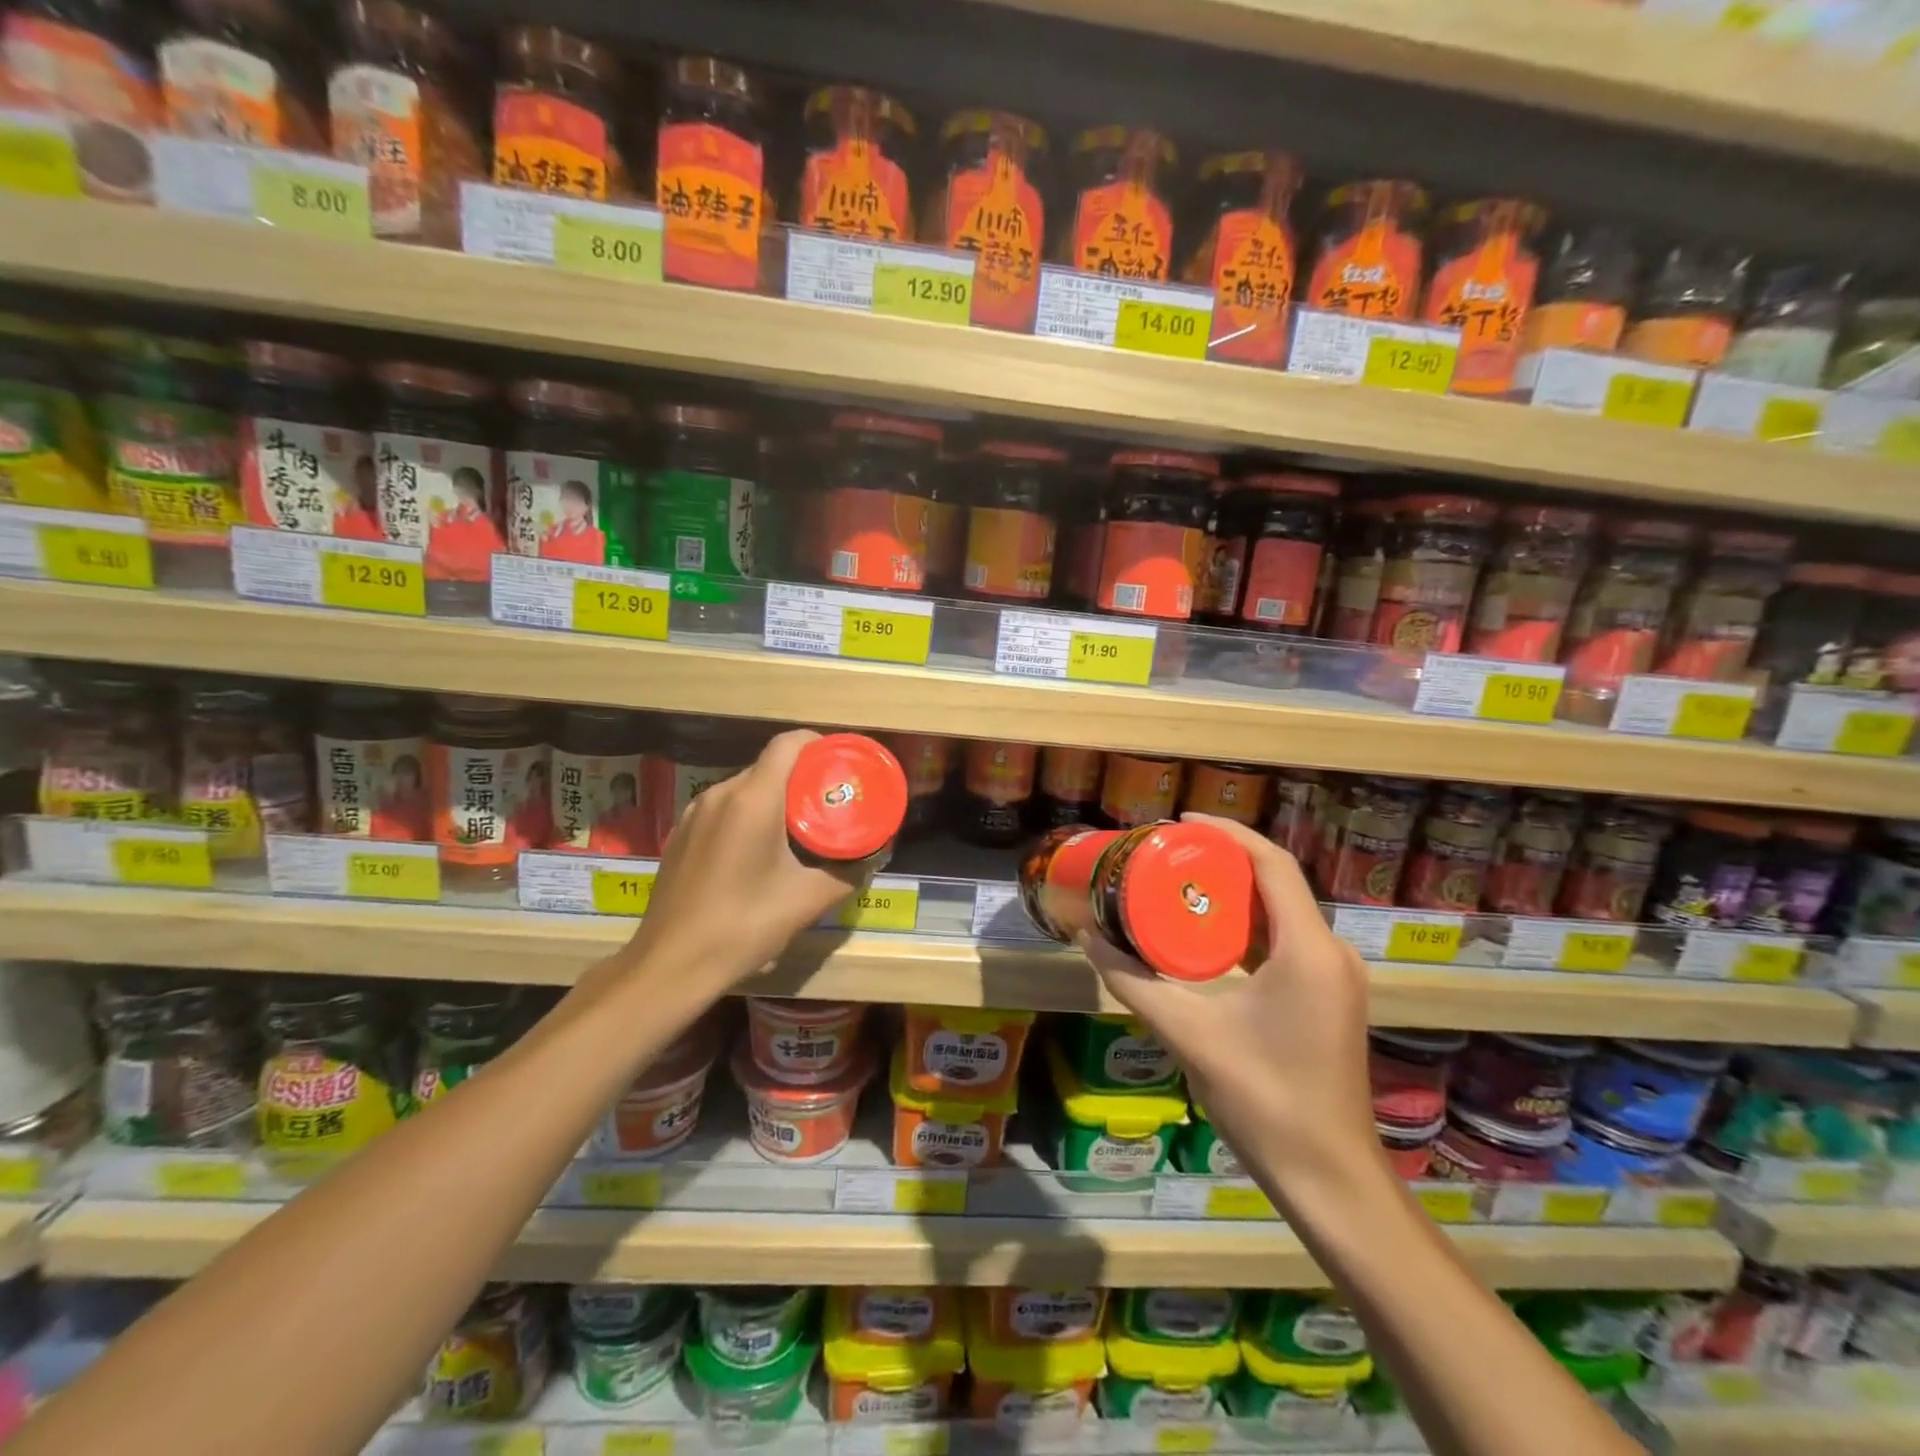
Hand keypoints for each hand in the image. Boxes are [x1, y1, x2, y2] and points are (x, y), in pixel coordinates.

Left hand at [616, 729, 863, 991]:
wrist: (671, 965)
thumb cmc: (744, 925)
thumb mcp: (807, 901)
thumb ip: (847, 873)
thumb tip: (872, 856)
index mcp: (753, 799)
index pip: (788, 744)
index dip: (818, 744)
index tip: (839, 766)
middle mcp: (719, 794)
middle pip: (768, 767)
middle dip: (801, 779)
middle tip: (828, 804)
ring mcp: (694, 814)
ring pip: (744, 789)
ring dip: (773, 800)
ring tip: (797, 830)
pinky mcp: (679, 836)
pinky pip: (722, 810)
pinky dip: (747, 817)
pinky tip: (757, 853)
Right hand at [1078, 814, 1384, 1193]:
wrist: (1329, 1178)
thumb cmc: (1264, 1099)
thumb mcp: (1188, 1033)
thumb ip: (1132, 982)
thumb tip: (1086, 937)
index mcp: (1308, 949)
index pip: (1272, 864)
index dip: (1229, 833)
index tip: (1182, 822)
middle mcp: (1331, 951)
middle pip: (1276, 883)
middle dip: (1223, 861)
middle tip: (1168, 854)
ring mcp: (1335, 976)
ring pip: (1282, 912)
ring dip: (1234, 893)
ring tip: (1179, 883)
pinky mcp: (1329, 997)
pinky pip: (1287, 940)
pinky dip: (1247, 925)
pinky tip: (1207, 934)